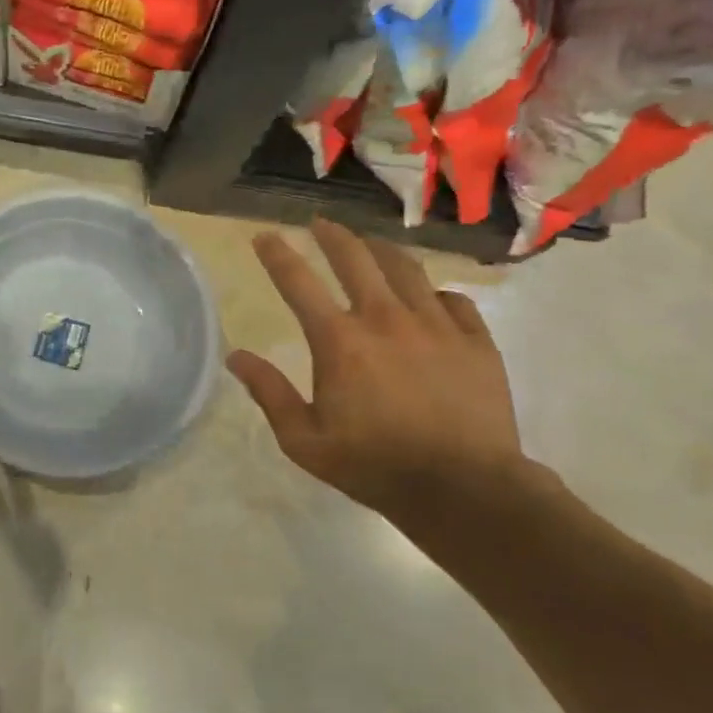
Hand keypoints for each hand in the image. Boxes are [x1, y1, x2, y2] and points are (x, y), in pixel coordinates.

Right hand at [228, 220, 524, 521]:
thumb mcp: (304, 440)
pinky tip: (429, 299)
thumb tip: (236, 357)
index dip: (277, 255)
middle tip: (320, 223)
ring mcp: (436, 325)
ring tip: (371, 245)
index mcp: (339, 341)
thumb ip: (270, 394)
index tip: (264, 236)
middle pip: (355, 258)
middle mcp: (386, 318)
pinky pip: (453, 299)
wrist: (465, 489)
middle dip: (332, 235)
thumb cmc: (374, 466)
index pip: (298, 283)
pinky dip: (433, 293)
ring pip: (406, 268)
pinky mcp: (476, 340)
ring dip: (381, 251)